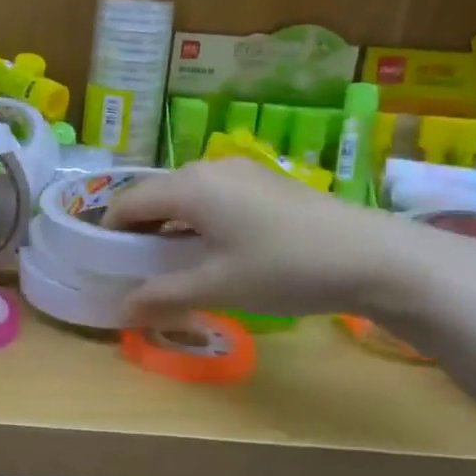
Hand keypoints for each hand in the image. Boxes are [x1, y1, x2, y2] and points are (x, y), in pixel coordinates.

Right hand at [103, 160, 475, 325]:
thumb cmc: (284, 268)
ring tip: (173, 264)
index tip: (104, 263)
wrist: (372, 255)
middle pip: (155, 196)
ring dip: (170, 227)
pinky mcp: (264, 181)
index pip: (128, 202)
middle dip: (139, 231)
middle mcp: (208, 167)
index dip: (109, 232)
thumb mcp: (219, 287)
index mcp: (189, 187)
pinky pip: (212, 196)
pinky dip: (198, 220)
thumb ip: (165, 294)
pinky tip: (214, 250)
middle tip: (136, 269)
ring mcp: (240, 171)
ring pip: (185, 196)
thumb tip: (124, 307)